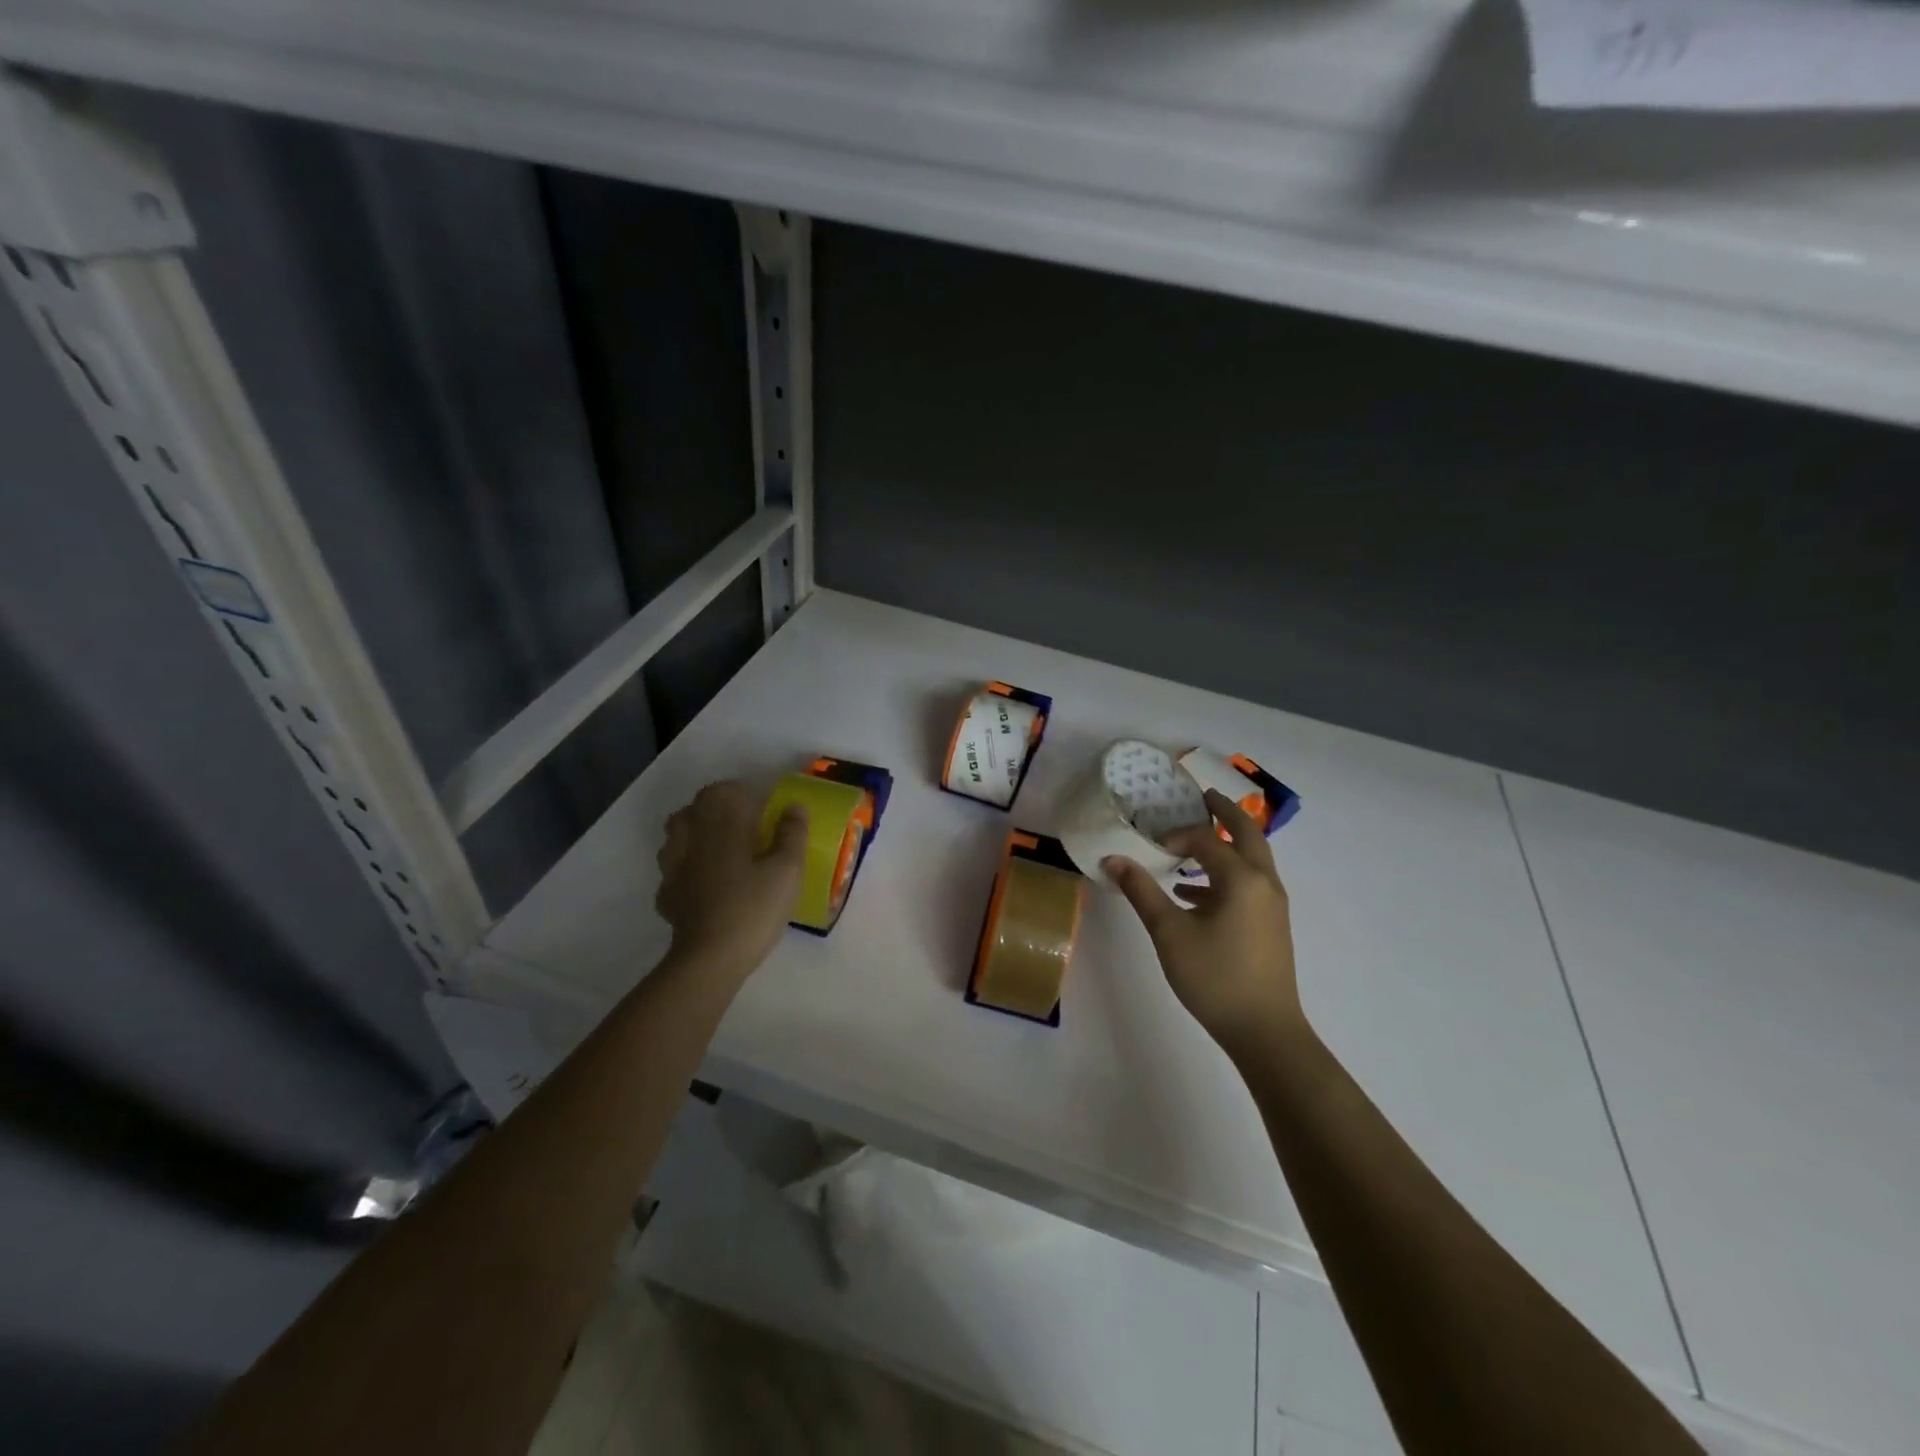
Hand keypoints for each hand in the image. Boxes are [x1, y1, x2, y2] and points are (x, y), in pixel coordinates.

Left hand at [655, 780, 807, 981]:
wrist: (710, 959)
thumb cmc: (753, 908)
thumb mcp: (788, 870)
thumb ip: (792, 834)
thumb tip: (794, 807)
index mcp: (721, 826)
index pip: (723, 790)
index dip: (742, 795)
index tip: (762, 811)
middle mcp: (691, 839)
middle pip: (692, 810)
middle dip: (714, 811)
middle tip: (741, 829)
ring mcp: (674, 868)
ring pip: (676, 838)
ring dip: (694, 837)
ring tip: (719, 852)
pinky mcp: (667, 896)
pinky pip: (673, 872)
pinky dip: (686, 871)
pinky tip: (703, 885)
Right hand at [1104, 789, 1306, 1061]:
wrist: (1265, 1031)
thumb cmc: (1214, 977)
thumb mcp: (1169, 933)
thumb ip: (1142, 891)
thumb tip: (1113, 859)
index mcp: (1242, 878)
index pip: (1206, 840)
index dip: (1176, 835)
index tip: (1150, 843)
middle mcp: (1264, 882)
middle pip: (1247, 834)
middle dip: (1225, 813)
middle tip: (1203, 796)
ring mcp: (1272, 904)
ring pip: (1253, 859)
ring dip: (1228, 843)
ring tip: (1196, 842)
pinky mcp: (1271, 924)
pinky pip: (1250, 883)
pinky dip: (1227, 874)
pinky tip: (1194, 894)